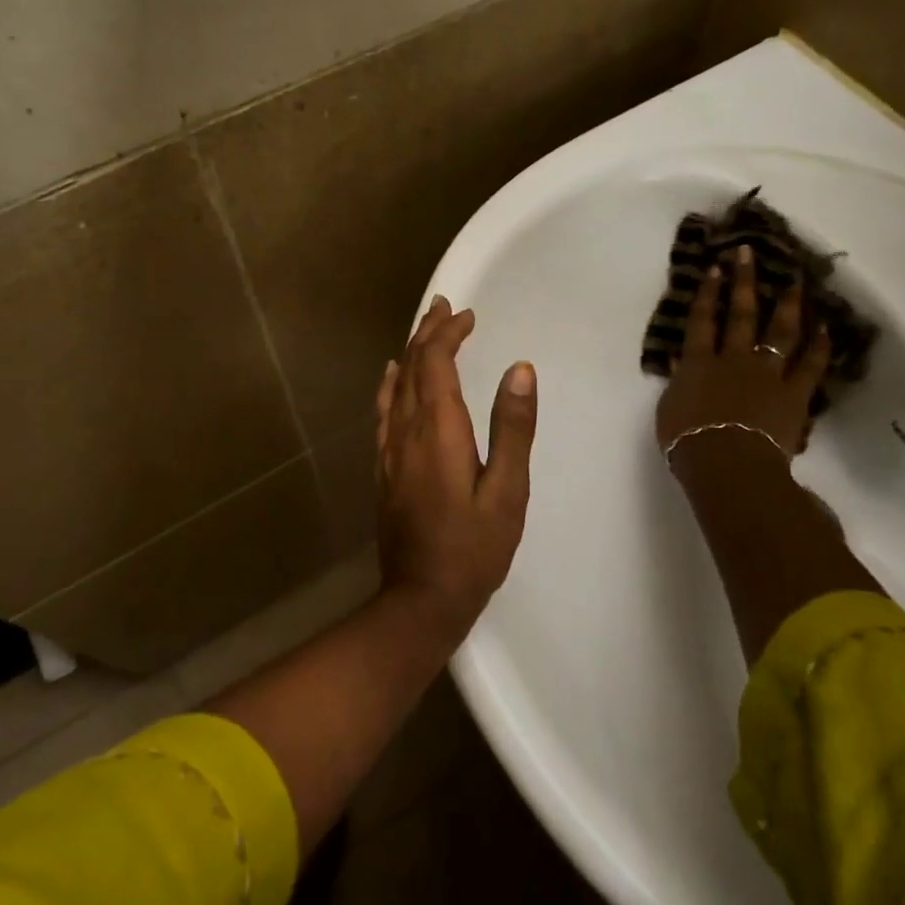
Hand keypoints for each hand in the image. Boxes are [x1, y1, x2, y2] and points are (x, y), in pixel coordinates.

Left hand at [374, 296, 536, 635]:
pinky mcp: (384, 466)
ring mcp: (390, 448)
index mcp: (438, 430)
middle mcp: (407, 430)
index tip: (468, 316)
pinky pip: (384, 409)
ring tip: (425, 328)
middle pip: (412, 366)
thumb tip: (521, 369)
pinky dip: (391, 383)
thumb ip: (513, 428)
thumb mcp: (508, 491)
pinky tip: (392, 375)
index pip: (436, 362)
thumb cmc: (474, 548)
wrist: (421, 598)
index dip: (448, 333)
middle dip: (428, 332)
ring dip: (411, 351)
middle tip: (445, 306)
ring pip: (396, 384)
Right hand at [655, 245, 830, 464]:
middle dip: (743, 282)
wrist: (726, 462)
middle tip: (749, 254)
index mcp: (698, 363)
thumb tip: (679, 360)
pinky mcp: (794, 393)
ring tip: (795, 282)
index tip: (715, 268)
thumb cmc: (687, 440)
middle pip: (739, 314)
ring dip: (788, 304)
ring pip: (779, 332)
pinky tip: (826, 328)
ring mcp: (766, 373)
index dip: (707, 293)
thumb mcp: (669, 409)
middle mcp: (733, 359)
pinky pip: (810, 365)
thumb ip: (677, 381)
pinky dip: (819, 346)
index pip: (701, 321)